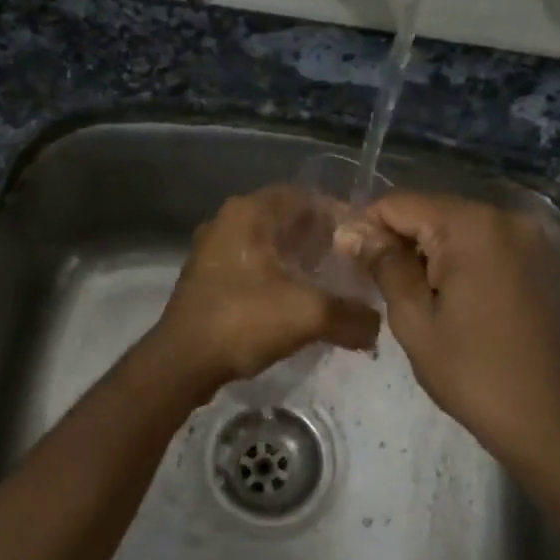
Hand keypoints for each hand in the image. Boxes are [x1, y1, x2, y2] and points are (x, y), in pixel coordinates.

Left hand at [152, 187, 380, 391]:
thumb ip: (352, 316)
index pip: (307, 196)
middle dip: (323, 241)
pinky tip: (300, 301)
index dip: (341, 216)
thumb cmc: (242, 321)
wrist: (181, 363)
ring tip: (333, 284)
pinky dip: (280, 276)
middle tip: (354, 265)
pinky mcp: (210, 276)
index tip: (366, 242)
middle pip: (289, 219)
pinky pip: (254, 265)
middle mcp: (229, 220)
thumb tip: (377, 326)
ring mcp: (215, 248)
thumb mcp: (308, 315)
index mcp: (250, 212)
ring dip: (302, 260)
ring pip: (271, 244)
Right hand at [345, 192, 559, 476]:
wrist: (546, 418)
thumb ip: (384, 264)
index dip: (366, 227)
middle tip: (378, 285)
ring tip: (413, 295)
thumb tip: (352, 230)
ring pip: (456, 226)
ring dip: (427, 251)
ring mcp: (528, 236)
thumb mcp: (413, 319)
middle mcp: (504, 217)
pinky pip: (484, 243)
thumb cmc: (471, 371)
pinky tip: (449, 296)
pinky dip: (458, 259)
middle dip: (399, 240)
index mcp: (471, 226)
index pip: (399, 203)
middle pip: (430, 211)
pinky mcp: (540, 258)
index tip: (350, 263)